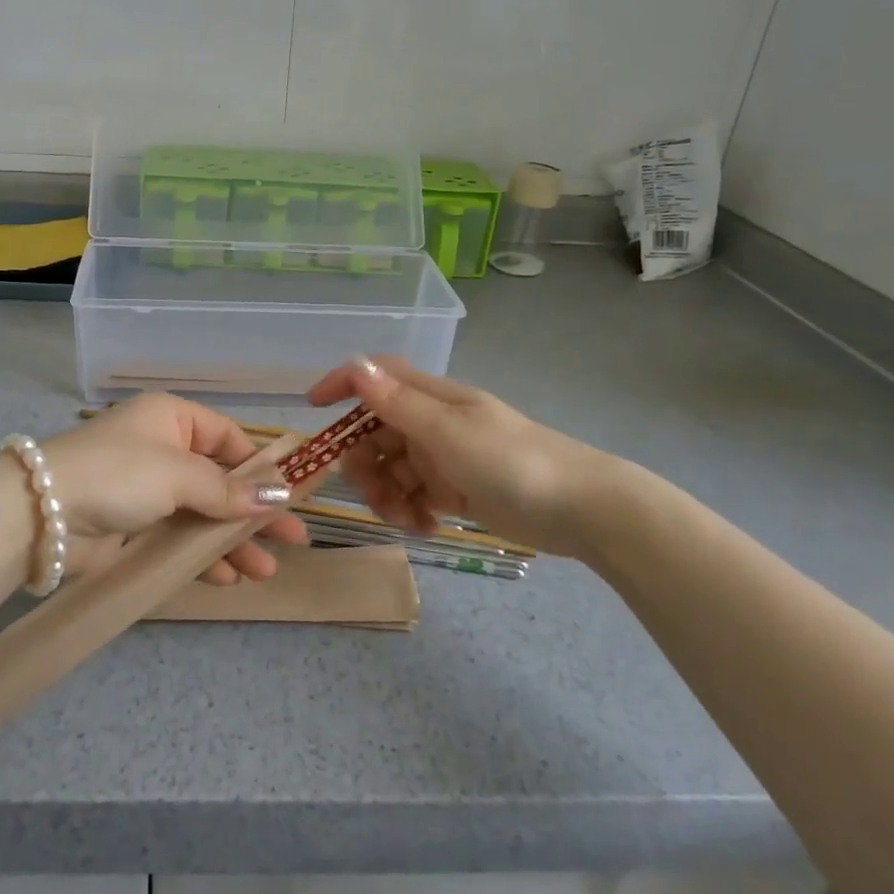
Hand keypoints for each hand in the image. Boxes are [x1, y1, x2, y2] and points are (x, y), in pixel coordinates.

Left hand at [42, 394, 308, 583]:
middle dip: (256, 511)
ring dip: (234, 540)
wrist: (39, 515)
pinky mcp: (134, 527)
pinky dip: (203, 556)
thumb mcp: (178, 474)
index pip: (229, 438)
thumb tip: (282, 494)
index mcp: (172, 419)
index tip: (294, 495)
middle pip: (222, 480)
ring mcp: (148, 491)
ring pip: (203, 514)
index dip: (263, 467)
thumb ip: (229, 489)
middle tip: (296, 539)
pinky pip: (179, 538)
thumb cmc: (118, 474)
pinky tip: (229, 578)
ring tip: (267, 571)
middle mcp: (163, 450)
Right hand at [306, 356, 624, 556]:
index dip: (343, 385)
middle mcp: (432, 421)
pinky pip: (414, 494)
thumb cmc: (512, 462)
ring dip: (387, 494)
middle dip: (364, 463)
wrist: (580, 509)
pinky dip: (411, 511)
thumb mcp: (448, 433)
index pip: (377, 377)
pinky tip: (427, 527)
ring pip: (391, 468)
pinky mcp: (455, 488)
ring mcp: (444, 456)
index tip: (313, 409)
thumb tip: (355, 365)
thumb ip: (398, 404)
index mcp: (431, 398)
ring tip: (408, 521)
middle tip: (375, 496)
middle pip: (375, 432)